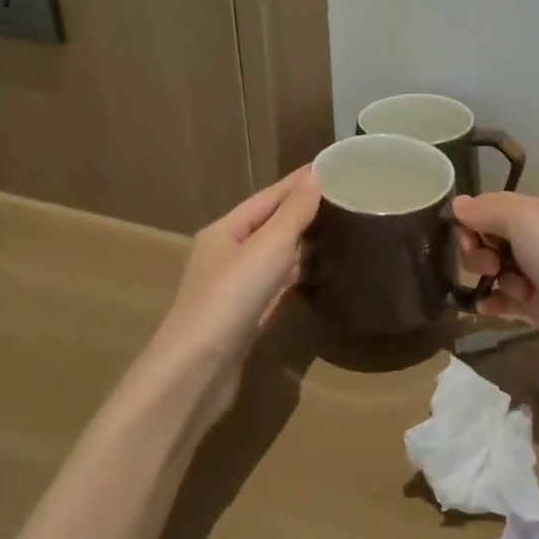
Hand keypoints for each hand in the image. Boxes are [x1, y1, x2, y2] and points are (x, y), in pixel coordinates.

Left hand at [148, 167, 321, 409]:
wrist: (197, 371)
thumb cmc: (231, 297)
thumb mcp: (268, 247)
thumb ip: (293, 213)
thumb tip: (315, 179)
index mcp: (224, 232)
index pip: (268, 197)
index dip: (298, 182)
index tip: (331, 167)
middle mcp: (225, 256)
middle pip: (268, 226)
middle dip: (300, 211)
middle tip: (341, 198)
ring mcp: (233, 291)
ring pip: (272, 258)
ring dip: (299, 245)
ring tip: (335, 232)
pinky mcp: (244, 321)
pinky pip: (274, 289)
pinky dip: (293, 278)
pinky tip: (313, 277)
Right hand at [454, 192, 538, 384]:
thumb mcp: (523, 220)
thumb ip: (487, 210)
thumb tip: (457, 204)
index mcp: (530, 214)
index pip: (485, 210)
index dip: (470, 224)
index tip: (471, 240)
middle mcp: (531, 240)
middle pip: (486, 241)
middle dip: (477, 254)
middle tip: (491, 267)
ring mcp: (534, 275)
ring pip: (492, 271)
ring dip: (487, 280)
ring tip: (507, 291)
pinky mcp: (537, 307)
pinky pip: (502, 301)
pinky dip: (492, 303)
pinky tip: (487, 309)